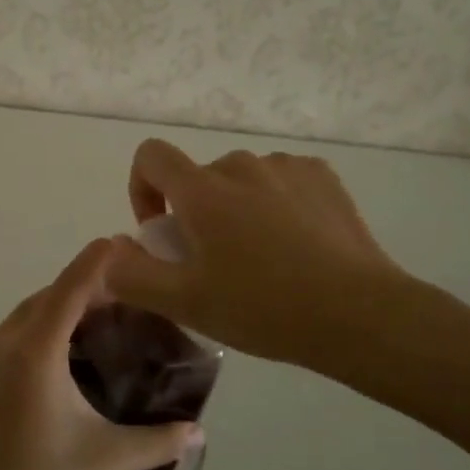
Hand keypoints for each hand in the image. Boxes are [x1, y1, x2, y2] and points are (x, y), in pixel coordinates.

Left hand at [0, 239, 203, 469]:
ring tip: (95, 328)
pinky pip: (7, 338)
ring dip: (58, 312)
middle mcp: (2, 341)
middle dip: (83, 289)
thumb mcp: (105, 460)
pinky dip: (35, 334)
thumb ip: (157, 441)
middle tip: (124, 298)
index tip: (122, 241)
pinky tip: (57, 364)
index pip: (71, 287)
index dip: (97, 261)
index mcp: (34, 350)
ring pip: (25, 317)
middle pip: (48, 298)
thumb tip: (197, 432)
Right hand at [106, 139, 421, 376]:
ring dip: (237, 207)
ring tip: (261, 257)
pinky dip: (275, 203)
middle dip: (195, 212)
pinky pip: (280, 181)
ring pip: (241, 180)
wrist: (358, 314)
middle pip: (199, 177)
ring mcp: (286, 167)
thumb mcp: (185, 303)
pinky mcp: (322, 177)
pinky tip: (296, 244)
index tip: (162, 232)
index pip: (151, 155)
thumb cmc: (263, 307)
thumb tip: (111, 251)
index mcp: (202, 190)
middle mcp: (240, 165)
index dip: (142, 188)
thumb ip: (132, 275)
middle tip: (215, 263)